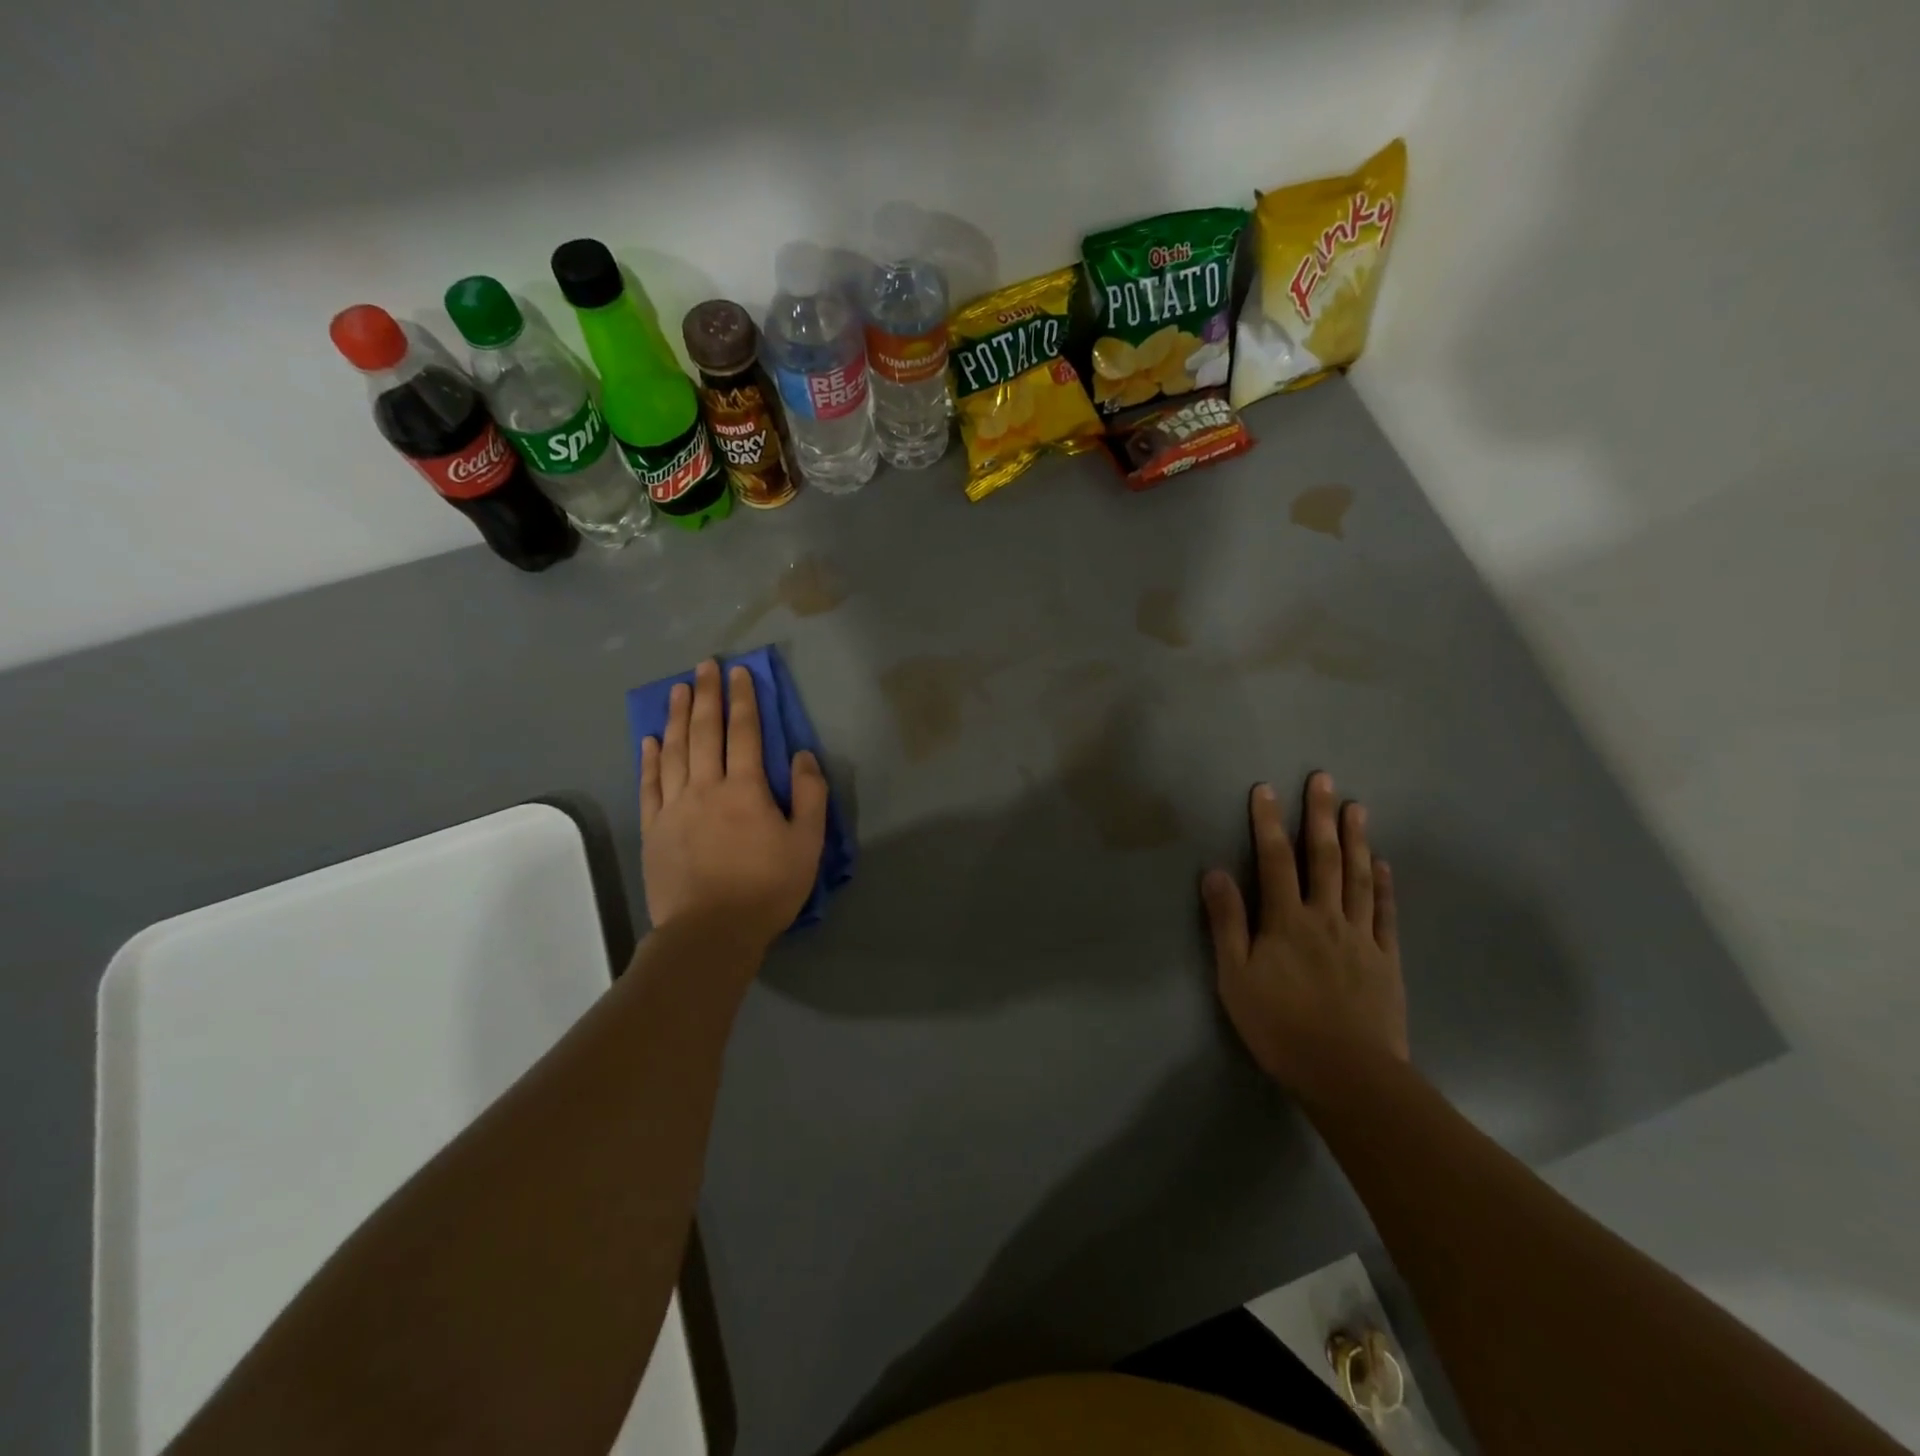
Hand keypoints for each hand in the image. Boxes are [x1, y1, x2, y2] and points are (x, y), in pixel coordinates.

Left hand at [640, 659, 829, 956]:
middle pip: (704, 731)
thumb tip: (802, 755)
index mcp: (745, 789)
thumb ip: (810, 795)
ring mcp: (674, 807)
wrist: (710, 932)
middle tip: (704, 665)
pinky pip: (649, 784)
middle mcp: (706, 787)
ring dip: (677, 717)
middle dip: (707, 695)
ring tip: (678, 690)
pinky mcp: (653, 828)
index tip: (740, 672)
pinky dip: (649, 759)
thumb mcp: (806, 844)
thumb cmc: (766, 888)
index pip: (744, 732)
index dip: (743, 699)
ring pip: (673, 751)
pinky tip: (649, 739)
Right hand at [1201, 772, 1407, 1103]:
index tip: (1265, 789)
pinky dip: (1385, 885)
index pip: (1275, 860)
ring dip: (1357, 839)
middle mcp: (1326, 917)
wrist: (1348, 1074)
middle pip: (1324, 858)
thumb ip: (1227, 923)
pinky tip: (1384, 864)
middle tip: (1324, 779)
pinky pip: (1386, 913)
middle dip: (1320, 816)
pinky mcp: (1386, 959)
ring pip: (1360, 877)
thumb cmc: (1280, 1026)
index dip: (1268, 823)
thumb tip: (1215, 872)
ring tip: (1357, 807)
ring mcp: (1361, 936)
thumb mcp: (1235, 977)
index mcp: (1287, 920)